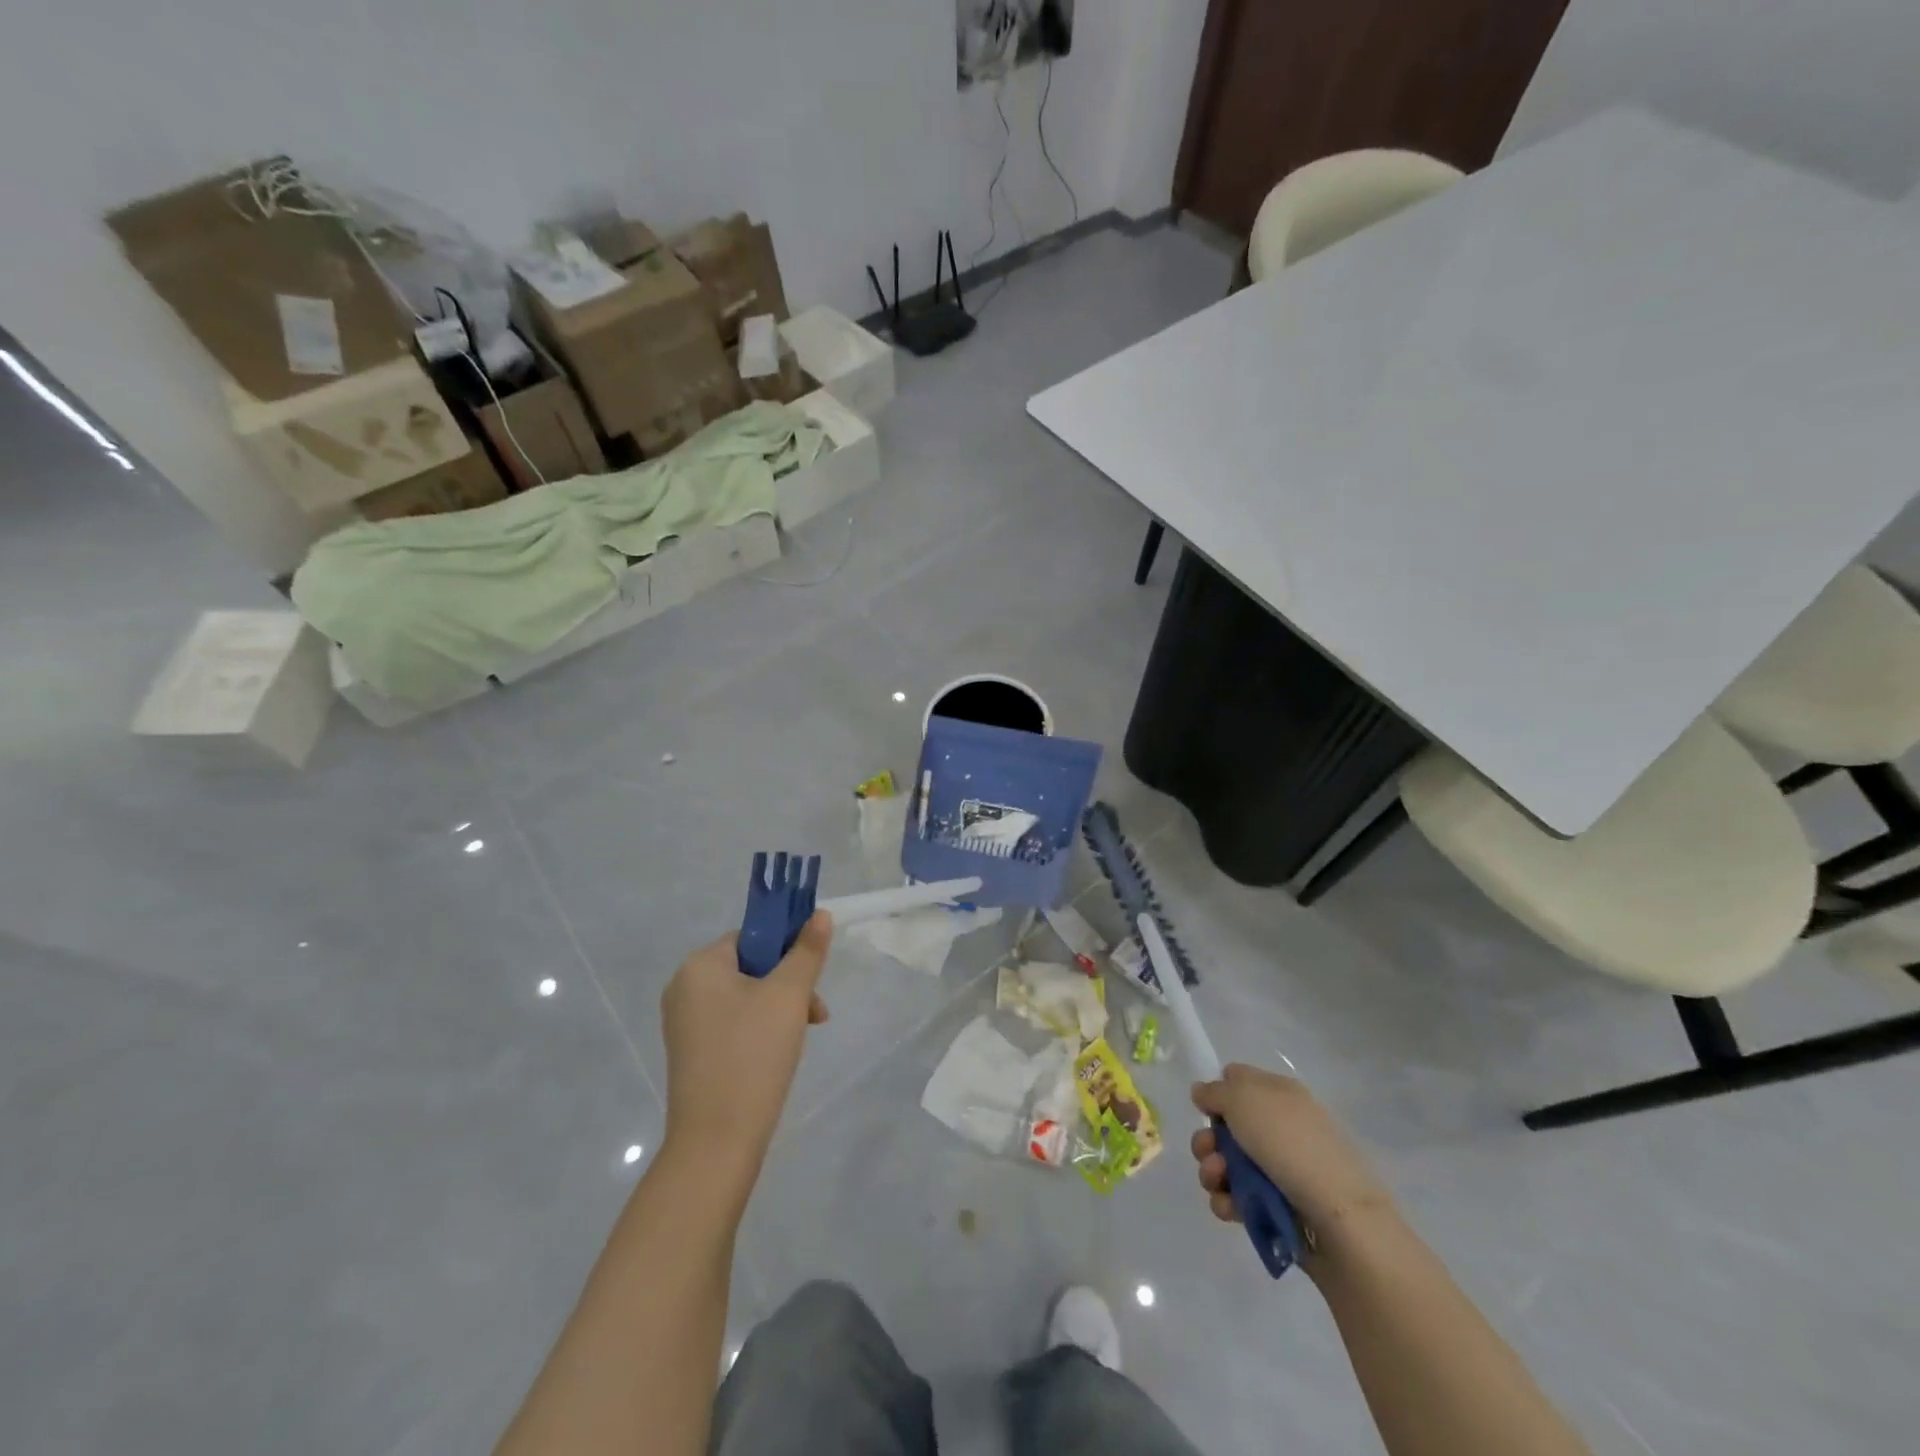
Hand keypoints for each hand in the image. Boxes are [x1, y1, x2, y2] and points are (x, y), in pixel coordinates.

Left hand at [659, 914, 831, 1189]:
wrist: (716, 1142)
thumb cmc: (753, 1054)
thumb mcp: (789, 996)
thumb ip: (807, 951)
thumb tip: (819, 914)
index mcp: (699, 966)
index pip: (752, 937)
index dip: (787, 950)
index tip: (811, 978)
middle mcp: (684, 988)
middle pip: (750, 967)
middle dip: (788, 985)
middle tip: (815, 1013)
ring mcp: (684, 1024)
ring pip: (745, 997)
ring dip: (779, 1008)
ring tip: (803, 1036)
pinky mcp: (691, 1054)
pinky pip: (732, 1024)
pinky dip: (759, 1030)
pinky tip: (779, 1054)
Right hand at [1190, 1064, 1395, 1254]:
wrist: (1339, 1218)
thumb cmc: (1289, 1144)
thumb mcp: (1243, 1099)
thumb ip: (1215, 1091)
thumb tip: (1202, 1092)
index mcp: (1279, 1093)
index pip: (1237, 1080)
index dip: (1217, 1093)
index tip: (1208, 1109)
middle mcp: (1279, 1127)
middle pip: (1227, 1127)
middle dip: (1208, 1140)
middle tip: (1208, 1152)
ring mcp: (1280, 1169)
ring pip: (1228, 1164)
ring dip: (1213, 1171)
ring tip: (1218, 1182)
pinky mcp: (1278, 1206)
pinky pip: (1240, 1198)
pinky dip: (1228, 1201)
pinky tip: (1229, 1207)